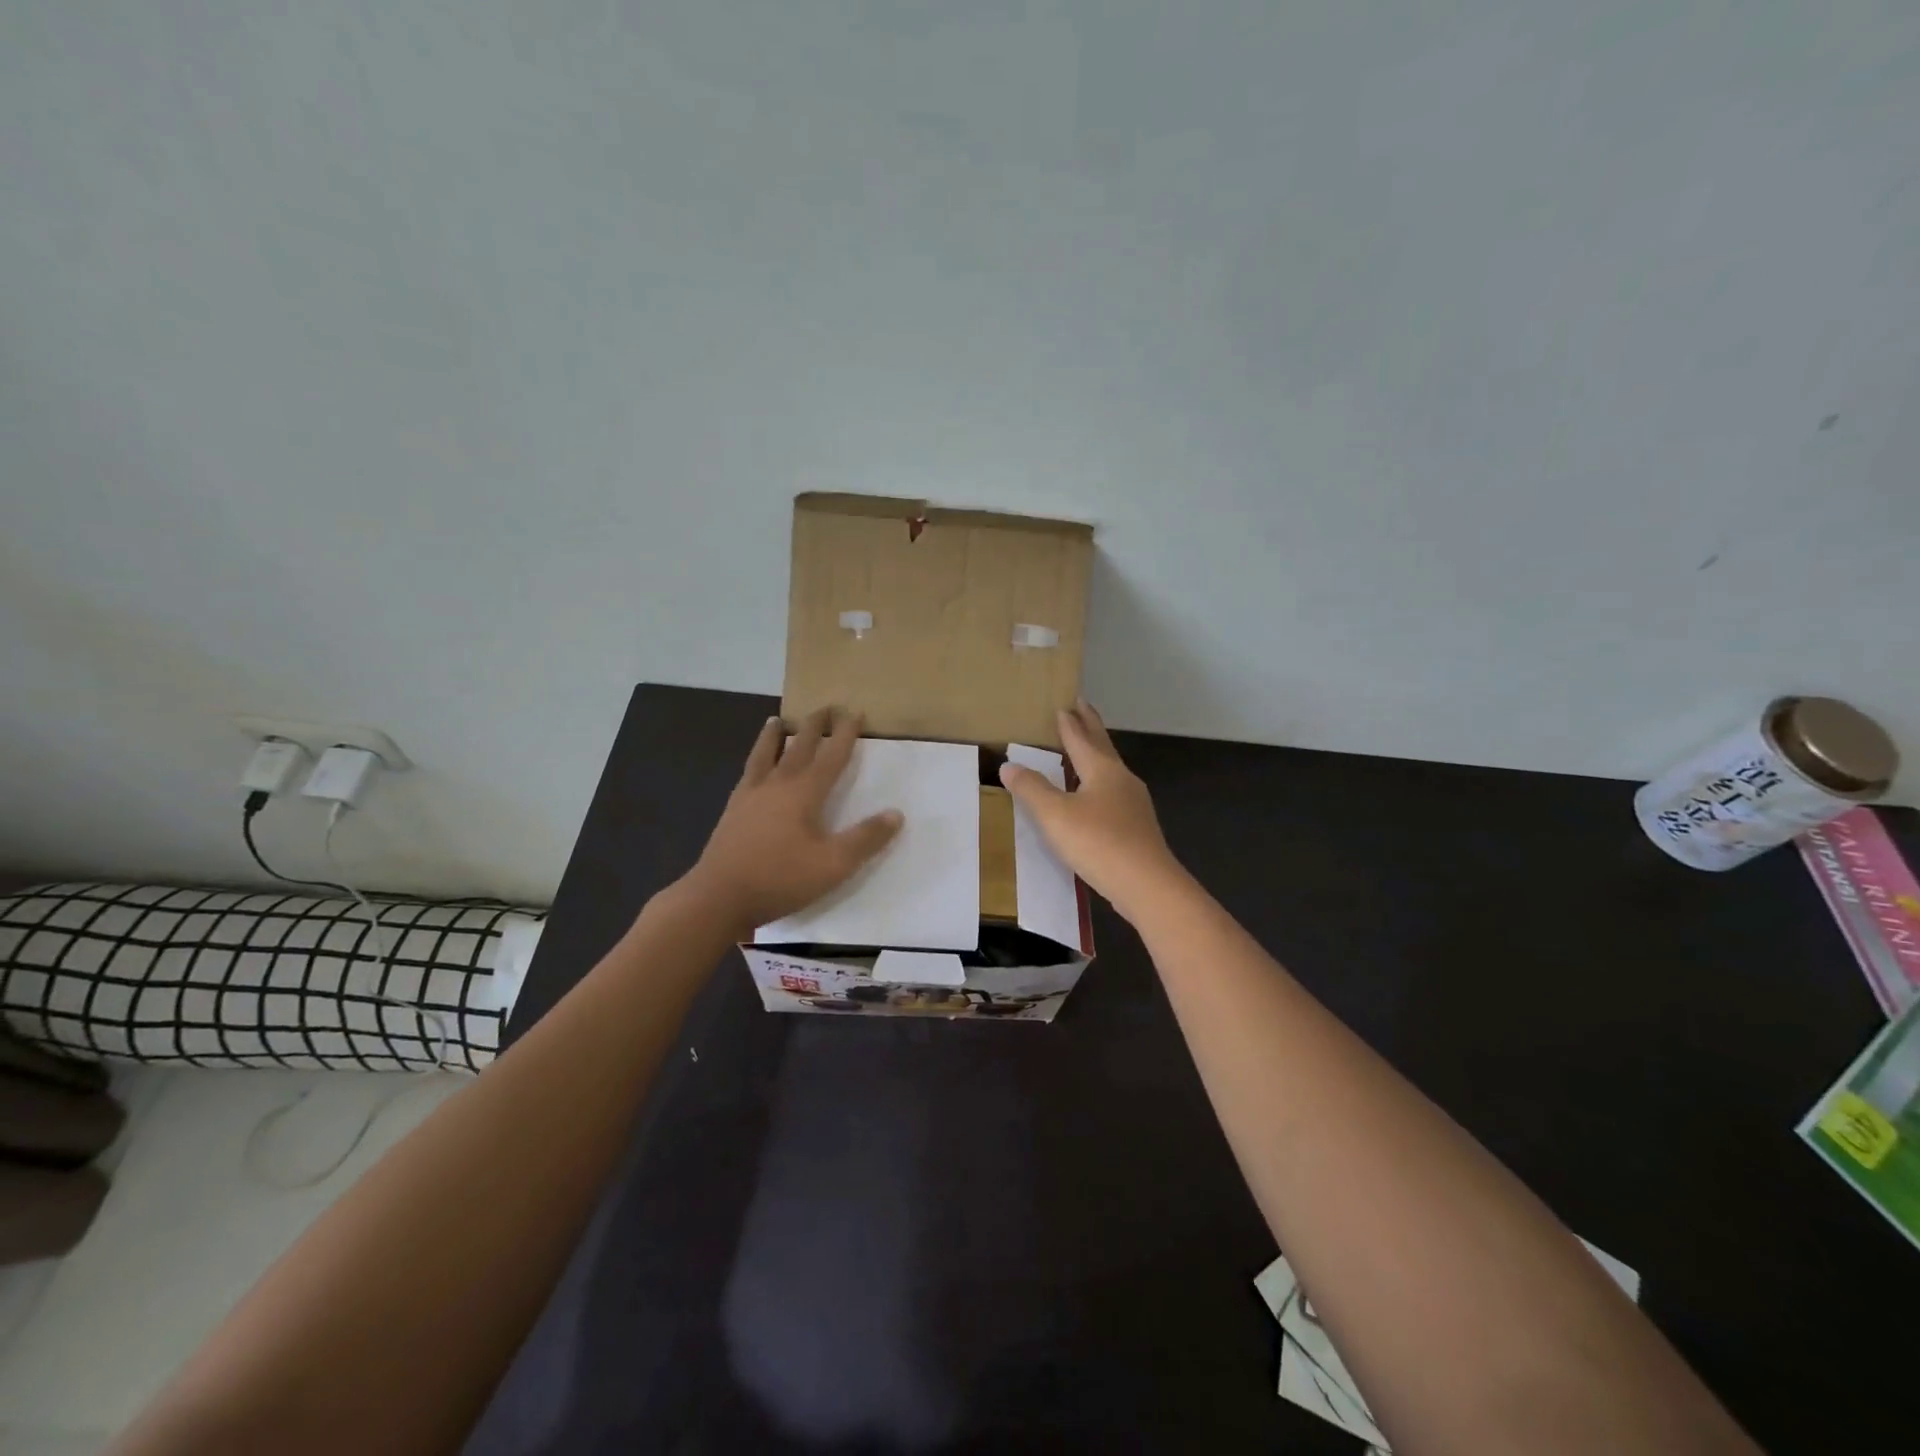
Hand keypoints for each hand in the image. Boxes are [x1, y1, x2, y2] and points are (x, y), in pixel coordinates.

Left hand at [681, 708, 903, 932]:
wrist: (718, 897)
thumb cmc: (780, 879)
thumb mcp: (833, 865)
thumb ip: (865, 838)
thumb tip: (896, 814)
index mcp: (803, 793)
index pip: (831, 756)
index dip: (845, 734)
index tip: (855, 712)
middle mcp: (776, 785)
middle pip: (798, 747)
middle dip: (814, 726)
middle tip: (825, 707)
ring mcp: (750, 796)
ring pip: (765, 755)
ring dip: (774, 736)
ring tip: (777, 720)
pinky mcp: (732, 811)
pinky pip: (747, 774)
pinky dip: (754, 761)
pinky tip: (753, 768)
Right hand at [998, 700, 1182, 921]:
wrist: (1147, 885)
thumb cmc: (1098, 842)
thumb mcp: (1055, 815)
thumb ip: (1031, 789)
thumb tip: (1008, 765)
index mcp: (1102, 770)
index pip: (1082, 738)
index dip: (1070, 723)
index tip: (1064, 704)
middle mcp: (1122, 780)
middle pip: (1103, 747)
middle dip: (1090, 726)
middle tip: (1081, 706)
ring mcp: (1134, 804)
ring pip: (1110, 771)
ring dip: (1096, 755)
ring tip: (1084, 751)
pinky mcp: (1137, 828)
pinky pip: (1114, 794)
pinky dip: (1100, 784)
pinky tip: (1094, 799)